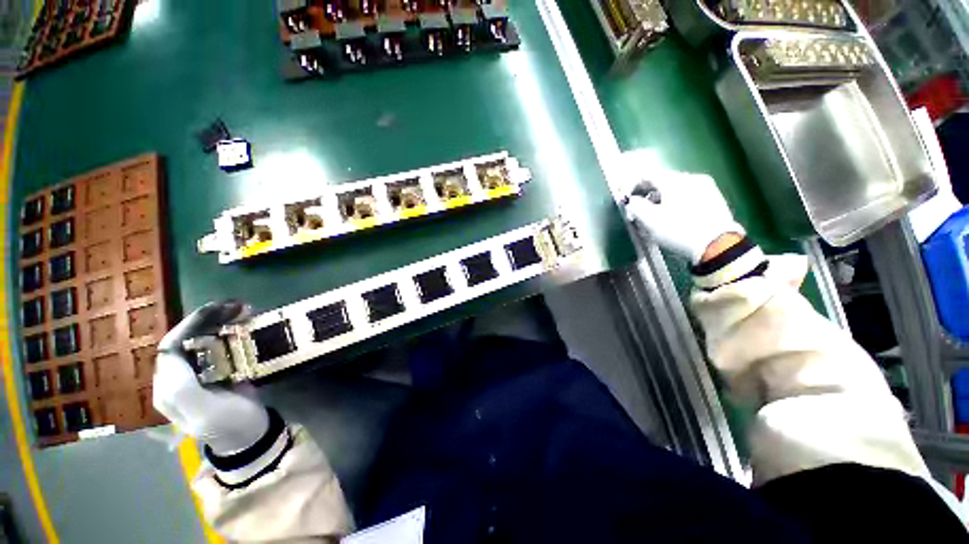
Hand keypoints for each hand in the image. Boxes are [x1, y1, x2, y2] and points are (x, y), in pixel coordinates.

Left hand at [153, 301, 268, 454]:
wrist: (251, 437)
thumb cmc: (231, 425)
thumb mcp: (206, 413)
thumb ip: (182, 388)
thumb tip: (170, 354)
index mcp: (169, 388)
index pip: (170, 347)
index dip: (190, 325)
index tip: (219, 309)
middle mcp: (176, 378)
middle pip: (184, 340)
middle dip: (208, 319)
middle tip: (237, 306)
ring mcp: (195, 375)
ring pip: (199, 340)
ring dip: (219, 322)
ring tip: (243, 311)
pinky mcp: (213, 372)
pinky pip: (214, 346)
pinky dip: (227, 331)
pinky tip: (243, 324)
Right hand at [624, 171, 743, 263]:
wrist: (717, 245)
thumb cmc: (678, 230)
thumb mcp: (649, 220)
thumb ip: (635, 206)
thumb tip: (631, 201)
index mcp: (674, 181)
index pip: (648, 176)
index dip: (634, 188)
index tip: (629, 200)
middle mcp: (691, 178)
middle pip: (664, 182)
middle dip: (650, 196)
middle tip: (642, 211)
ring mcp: (707, 188)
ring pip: (677, 190)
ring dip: (664, 201)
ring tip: (658, 218)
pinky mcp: (716, 199)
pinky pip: (690, 197)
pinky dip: (678, 204)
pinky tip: (676, 219)